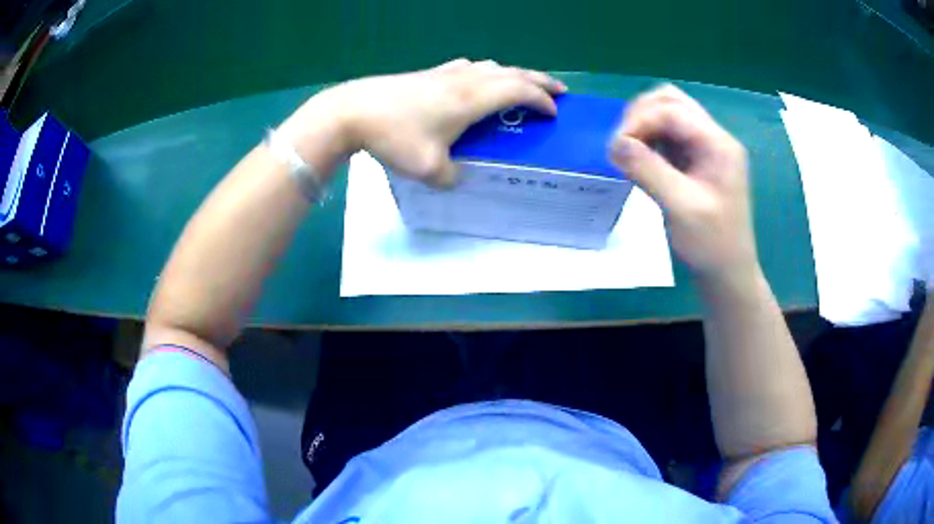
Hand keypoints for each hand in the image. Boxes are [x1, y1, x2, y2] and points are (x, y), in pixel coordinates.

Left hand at [279, 59, 565, 186]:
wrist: (351, 111)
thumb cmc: (393, 136)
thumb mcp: (427, 169)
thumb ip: (451, 177)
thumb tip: (456, 176)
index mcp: (472, 98)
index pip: (519, 91)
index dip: (542, 101)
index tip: (555, 114)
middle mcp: (465, 79)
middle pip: (513, 73)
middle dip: (540, 81)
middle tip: (559, 91)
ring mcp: (446, 72)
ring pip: (492, 67)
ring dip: (514, 75)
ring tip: (524, 86)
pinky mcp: (428, 73)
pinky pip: (469, 67)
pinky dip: (486, 72)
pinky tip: (478, 79)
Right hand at [608, 85, 757, 281]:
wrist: (727, 273)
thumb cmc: (710, 244)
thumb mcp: (680, 208)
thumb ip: (648, 170)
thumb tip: (614, 143)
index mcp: (717, 144)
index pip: (671, 109)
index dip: (639, 121)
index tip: (615, 149)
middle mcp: (713, 137)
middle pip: (671, 101)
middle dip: (640, 115)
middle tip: (621, 144)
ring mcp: (705, 147)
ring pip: (668, 114)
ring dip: (643, 125)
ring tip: (628, 151)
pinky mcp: (696, 160)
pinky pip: (668, 135)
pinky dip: (649, 140)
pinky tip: (640, 159)